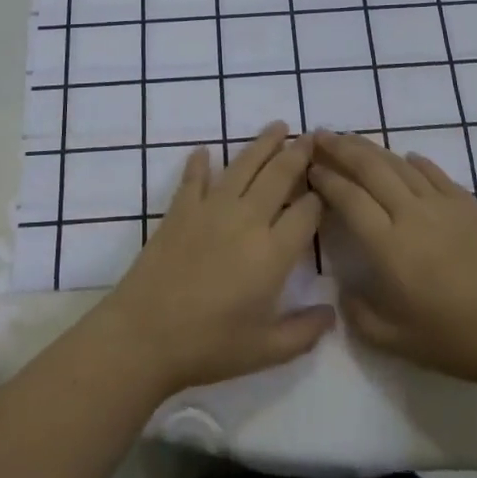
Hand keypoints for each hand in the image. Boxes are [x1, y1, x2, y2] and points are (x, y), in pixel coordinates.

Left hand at [96, 124, 332, 397]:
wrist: (145, 333)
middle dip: (299, 153)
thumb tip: (332, 313)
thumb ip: (303, 331)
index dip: (320, 198)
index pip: (307, 212)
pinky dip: (201, 163)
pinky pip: (194, 177)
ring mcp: (212, 208)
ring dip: (263, 144)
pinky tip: (206, 152)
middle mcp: (247, 219)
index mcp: (273, 252)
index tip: (327, 188)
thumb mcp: (266, 350)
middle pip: (279, 175)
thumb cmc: (209, 345)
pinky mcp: (181, 208)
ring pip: (244, 165)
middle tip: (312, 135)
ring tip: (278, 126)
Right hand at [310, 131, 476, 394]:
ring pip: (397, 164)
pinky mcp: (468, 203)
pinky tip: (404, 158)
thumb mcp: (399, 342)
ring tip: (350, 139)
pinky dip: (413, 162)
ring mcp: (442, 204)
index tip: (308, 168)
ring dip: (370, 148)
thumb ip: (361, 315)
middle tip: (319, 135)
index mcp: (389, 247)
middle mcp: (410, 214)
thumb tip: (344, 289)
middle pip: (369, 168)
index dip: (325, 179)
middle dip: (340, 148)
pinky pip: (432, 173)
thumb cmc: (461, 340)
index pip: (348, 199)